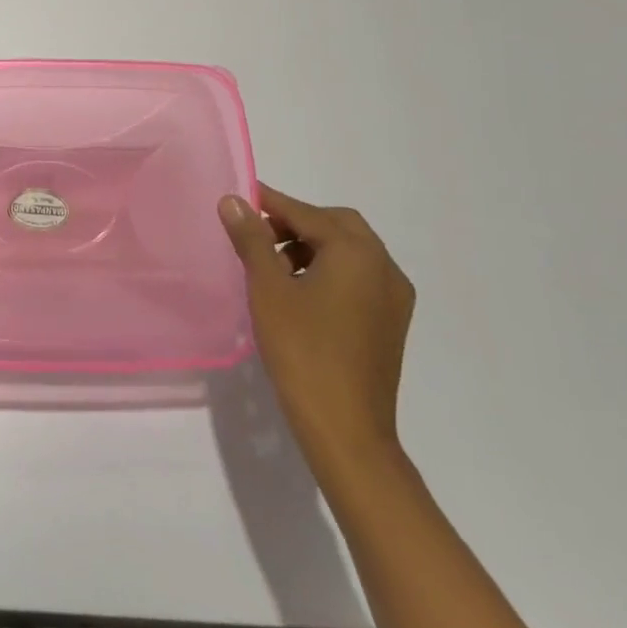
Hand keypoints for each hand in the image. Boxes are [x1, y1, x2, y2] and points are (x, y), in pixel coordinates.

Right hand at [219, 185, 414, 466]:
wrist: (346, 430)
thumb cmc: (303, 350)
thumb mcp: (267, 288)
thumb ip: (251, 238)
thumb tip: (233, 200)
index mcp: (358, 254)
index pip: (307, 213)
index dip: (271, 203)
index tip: (240, 196)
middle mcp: (384, 268)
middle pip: (337, 225)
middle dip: (296, 222)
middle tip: (257, 231)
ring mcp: (393, 298)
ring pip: (349, 251)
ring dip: (311, 245)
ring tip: (271, 263)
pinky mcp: (390, 323)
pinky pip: (358, 277)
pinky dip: (328, 269)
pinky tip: (298, 290)